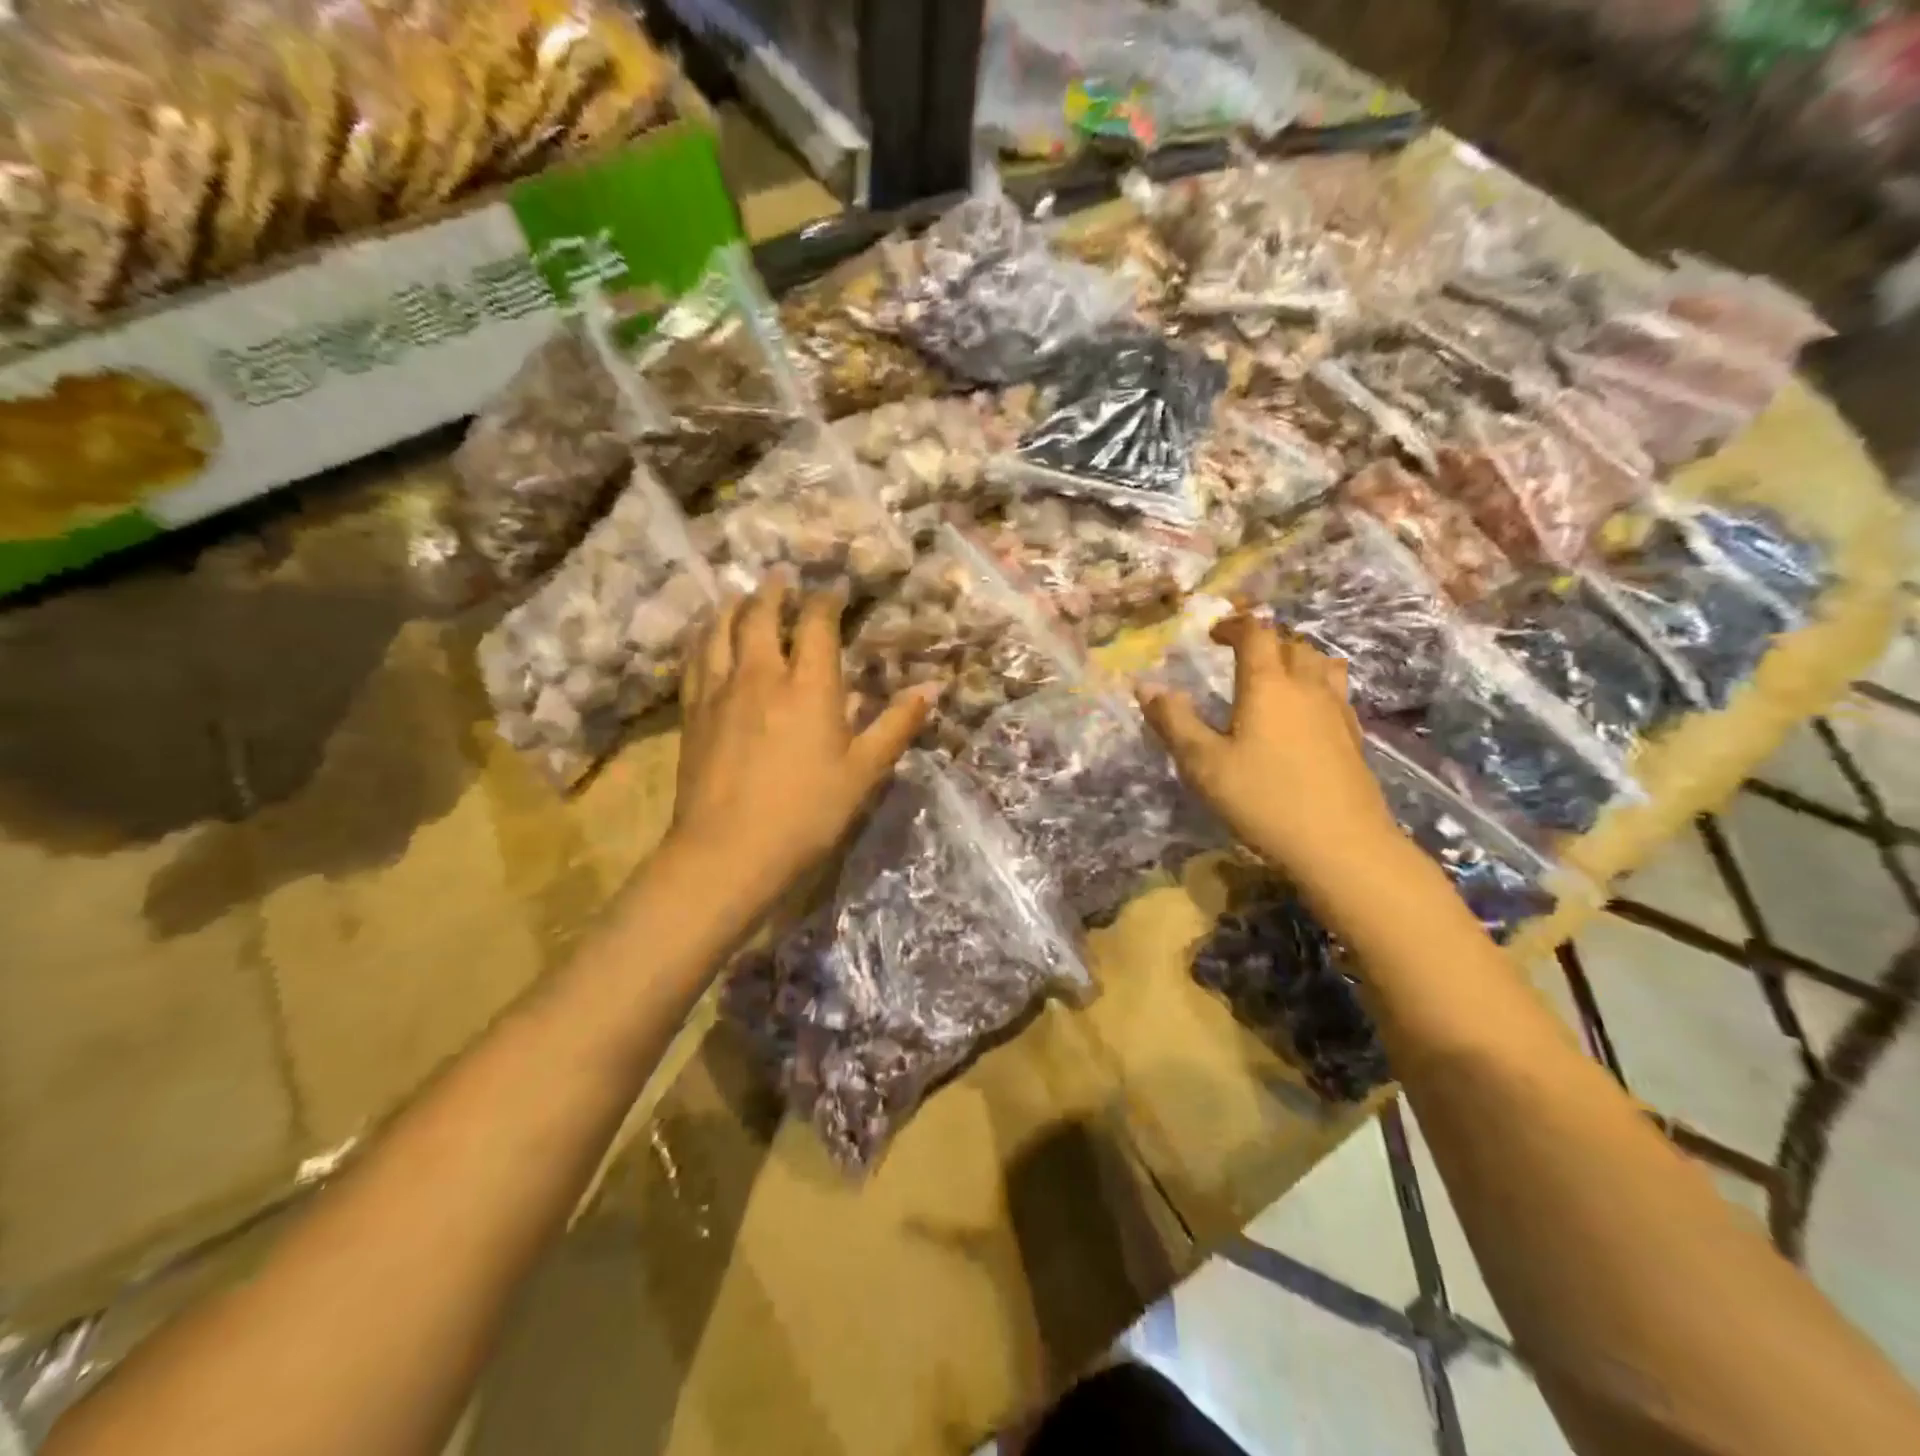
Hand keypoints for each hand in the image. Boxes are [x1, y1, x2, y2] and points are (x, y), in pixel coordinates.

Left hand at [668, 575, 934, 923]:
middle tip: (781, 578)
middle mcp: (761, 675)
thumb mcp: (864, 773)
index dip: (826, 600)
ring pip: (720, 630)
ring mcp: (720, 691)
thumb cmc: (807, 813)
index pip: (816, 624)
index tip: (834, 591)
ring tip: (741, 596)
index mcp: (809, 686)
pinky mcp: (692, 712)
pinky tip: (704, 639)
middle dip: (774, 592)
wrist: (728, 851)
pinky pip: (694, 659)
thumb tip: (933, 687)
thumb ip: (897, 725)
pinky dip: (702, 638)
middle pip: (761, 615)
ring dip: (734, 606)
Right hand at [1136, 614, 1400, 880]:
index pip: (1256, 633)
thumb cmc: (1263, 799)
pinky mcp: (1353, 736)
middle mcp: (1306, 686)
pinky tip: (1303, 715)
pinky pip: (1335, 692)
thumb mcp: (1203, 763)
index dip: (1233, 626)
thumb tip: (1145, 685)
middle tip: (1239, 657)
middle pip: (1291, 643)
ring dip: (1295, 659)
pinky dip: (1315, 686)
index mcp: (1268, 684)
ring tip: (1275, 677)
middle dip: (1264, 641)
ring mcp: (1336, 710)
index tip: (1213, 635)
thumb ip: (1174, 721)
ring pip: (1321, 664)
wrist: (1341, 844)